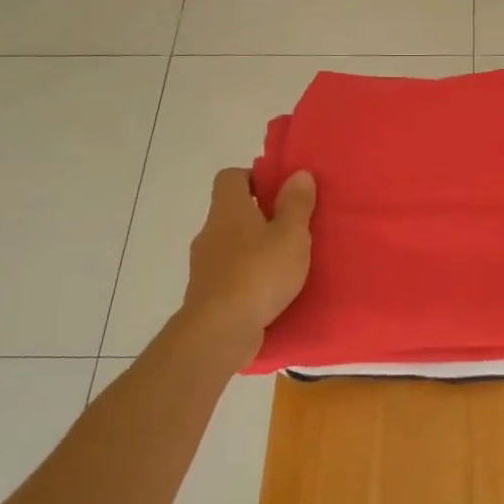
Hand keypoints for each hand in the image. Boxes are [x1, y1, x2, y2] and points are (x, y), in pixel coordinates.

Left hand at [178, 167, 315, 366]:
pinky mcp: (207, 293)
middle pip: (232, 212)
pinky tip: (270, 291)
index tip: (279, 191)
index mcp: (228, 209)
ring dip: (254, 249)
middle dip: (260, 216)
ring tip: (285, 262)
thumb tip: (298, 174)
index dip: (254, 178)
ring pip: (231, 245)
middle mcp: (210, 231)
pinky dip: (248, 276)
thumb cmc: (259, 273)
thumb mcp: (291, 235)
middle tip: (292, 228)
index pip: (230, 177)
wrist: (220, 330)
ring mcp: (204, 264)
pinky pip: (230, 274)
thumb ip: (296, 204)